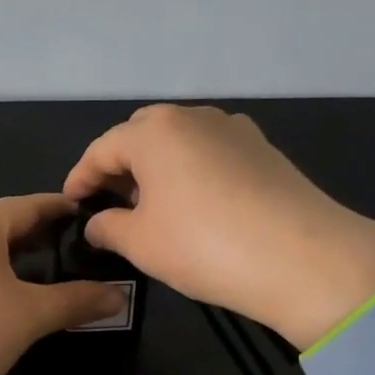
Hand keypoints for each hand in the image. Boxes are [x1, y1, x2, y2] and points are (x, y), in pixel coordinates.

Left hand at [0, 194, 124, 374]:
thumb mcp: (30, 316)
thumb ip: (77, 301)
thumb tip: (120, 296)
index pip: (30, 206)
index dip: (60, 210)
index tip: (84, 215)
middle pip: (1, 222)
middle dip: (35, 234)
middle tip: (68, 249)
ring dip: (7, 253)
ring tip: (37, 271)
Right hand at [63, 104, 374, 349]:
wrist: (304, 258)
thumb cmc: (205, 246)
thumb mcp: (141, 243)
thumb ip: (108, 227)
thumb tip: (97, 223)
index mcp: (154, 131)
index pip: (102, 149)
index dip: (81, 177)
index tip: (71, 203)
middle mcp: (192, 116)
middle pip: (141, 135)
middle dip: (121, 165)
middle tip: (112, 202)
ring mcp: (233, 128)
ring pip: (180, 141)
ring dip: (159, 166)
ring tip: (154, 205)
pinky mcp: (263, 148)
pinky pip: (212, 151)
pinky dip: (193, 170)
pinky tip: (197, 204)